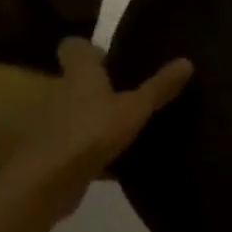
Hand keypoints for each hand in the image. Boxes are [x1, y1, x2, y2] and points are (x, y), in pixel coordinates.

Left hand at [0, 38, 191, 219]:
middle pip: (80, 82)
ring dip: (101, 121)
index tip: (116, 59)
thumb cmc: (90, 132)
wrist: (44, 184)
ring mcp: (54, 126)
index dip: (92, 49)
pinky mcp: (55, 155)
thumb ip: (159, 87)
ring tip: (134, 129)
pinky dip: (98, 154)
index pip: (73, 47)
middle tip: (136, 93)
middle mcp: (62, 94)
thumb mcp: (134, 109)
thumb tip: (187, 60)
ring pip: (81, 115)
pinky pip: (81, 147)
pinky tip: (122, 166)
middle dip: (104, 87)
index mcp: (79, 74)